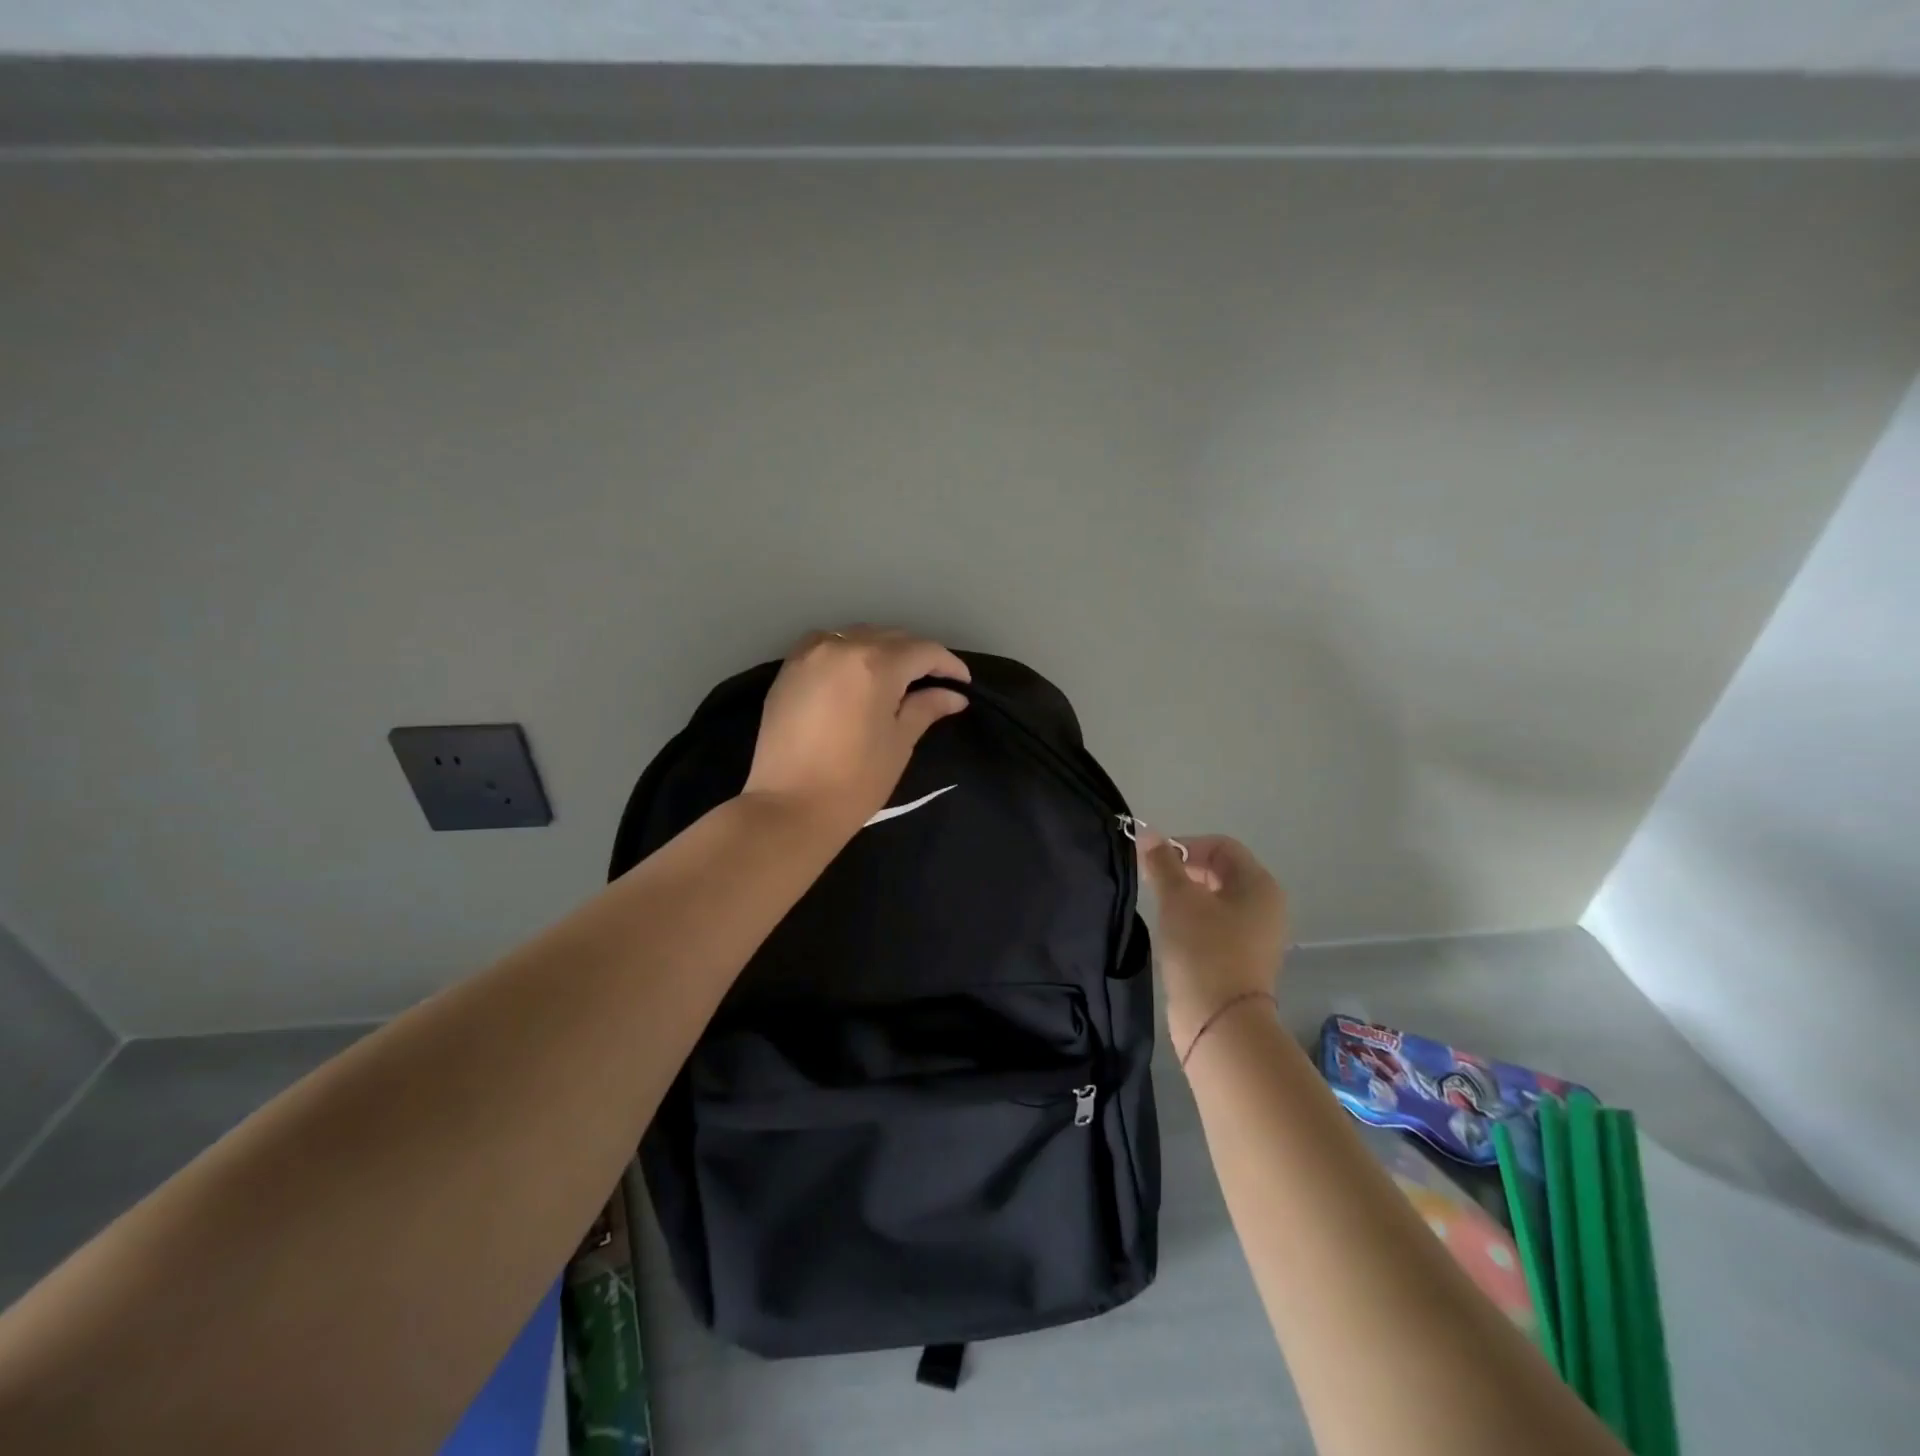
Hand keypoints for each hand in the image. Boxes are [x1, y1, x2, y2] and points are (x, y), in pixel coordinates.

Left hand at [744, 626, 970, 831]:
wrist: (789, 807)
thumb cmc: (855, 781)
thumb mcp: (898, 743)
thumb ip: (925, 708)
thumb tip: (953, 695)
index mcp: (875, 664)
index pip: (923, 651)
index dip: (948, 665)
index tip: (962, 684)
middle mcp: (841, 647)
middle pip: (890, 637)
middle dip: (916, 656)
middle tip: (933, 683)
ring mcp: (809, 654)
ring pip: (857, 636)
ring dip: (882, 650)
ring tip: (896, 678)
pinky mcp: (787, 669)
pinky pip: (826, 645)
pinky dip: (848, 652)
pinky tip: (856, 675)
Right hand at [1137, 830, 1289, 1060]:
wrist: (1221, 1023)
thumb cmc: (1203, 950)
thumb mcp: (1178, 899)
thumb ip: (1162, 862)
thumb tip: (1147, 832)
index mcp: (1259, 884)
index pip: (1221, 846)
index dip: (1185, 846)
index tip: (1154, 863)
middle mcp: (1266, 906)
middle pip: (1221, 871)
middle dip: (1185, 871)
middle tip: (1153, 884)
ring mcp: (1257, 936)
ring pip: (1217, 901)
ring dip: (1187, 898)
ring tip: (1160, 911)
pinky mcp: (1243, 960)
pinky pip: (1217, 926)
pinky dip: (1195, 922)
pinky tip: (1173, 935)